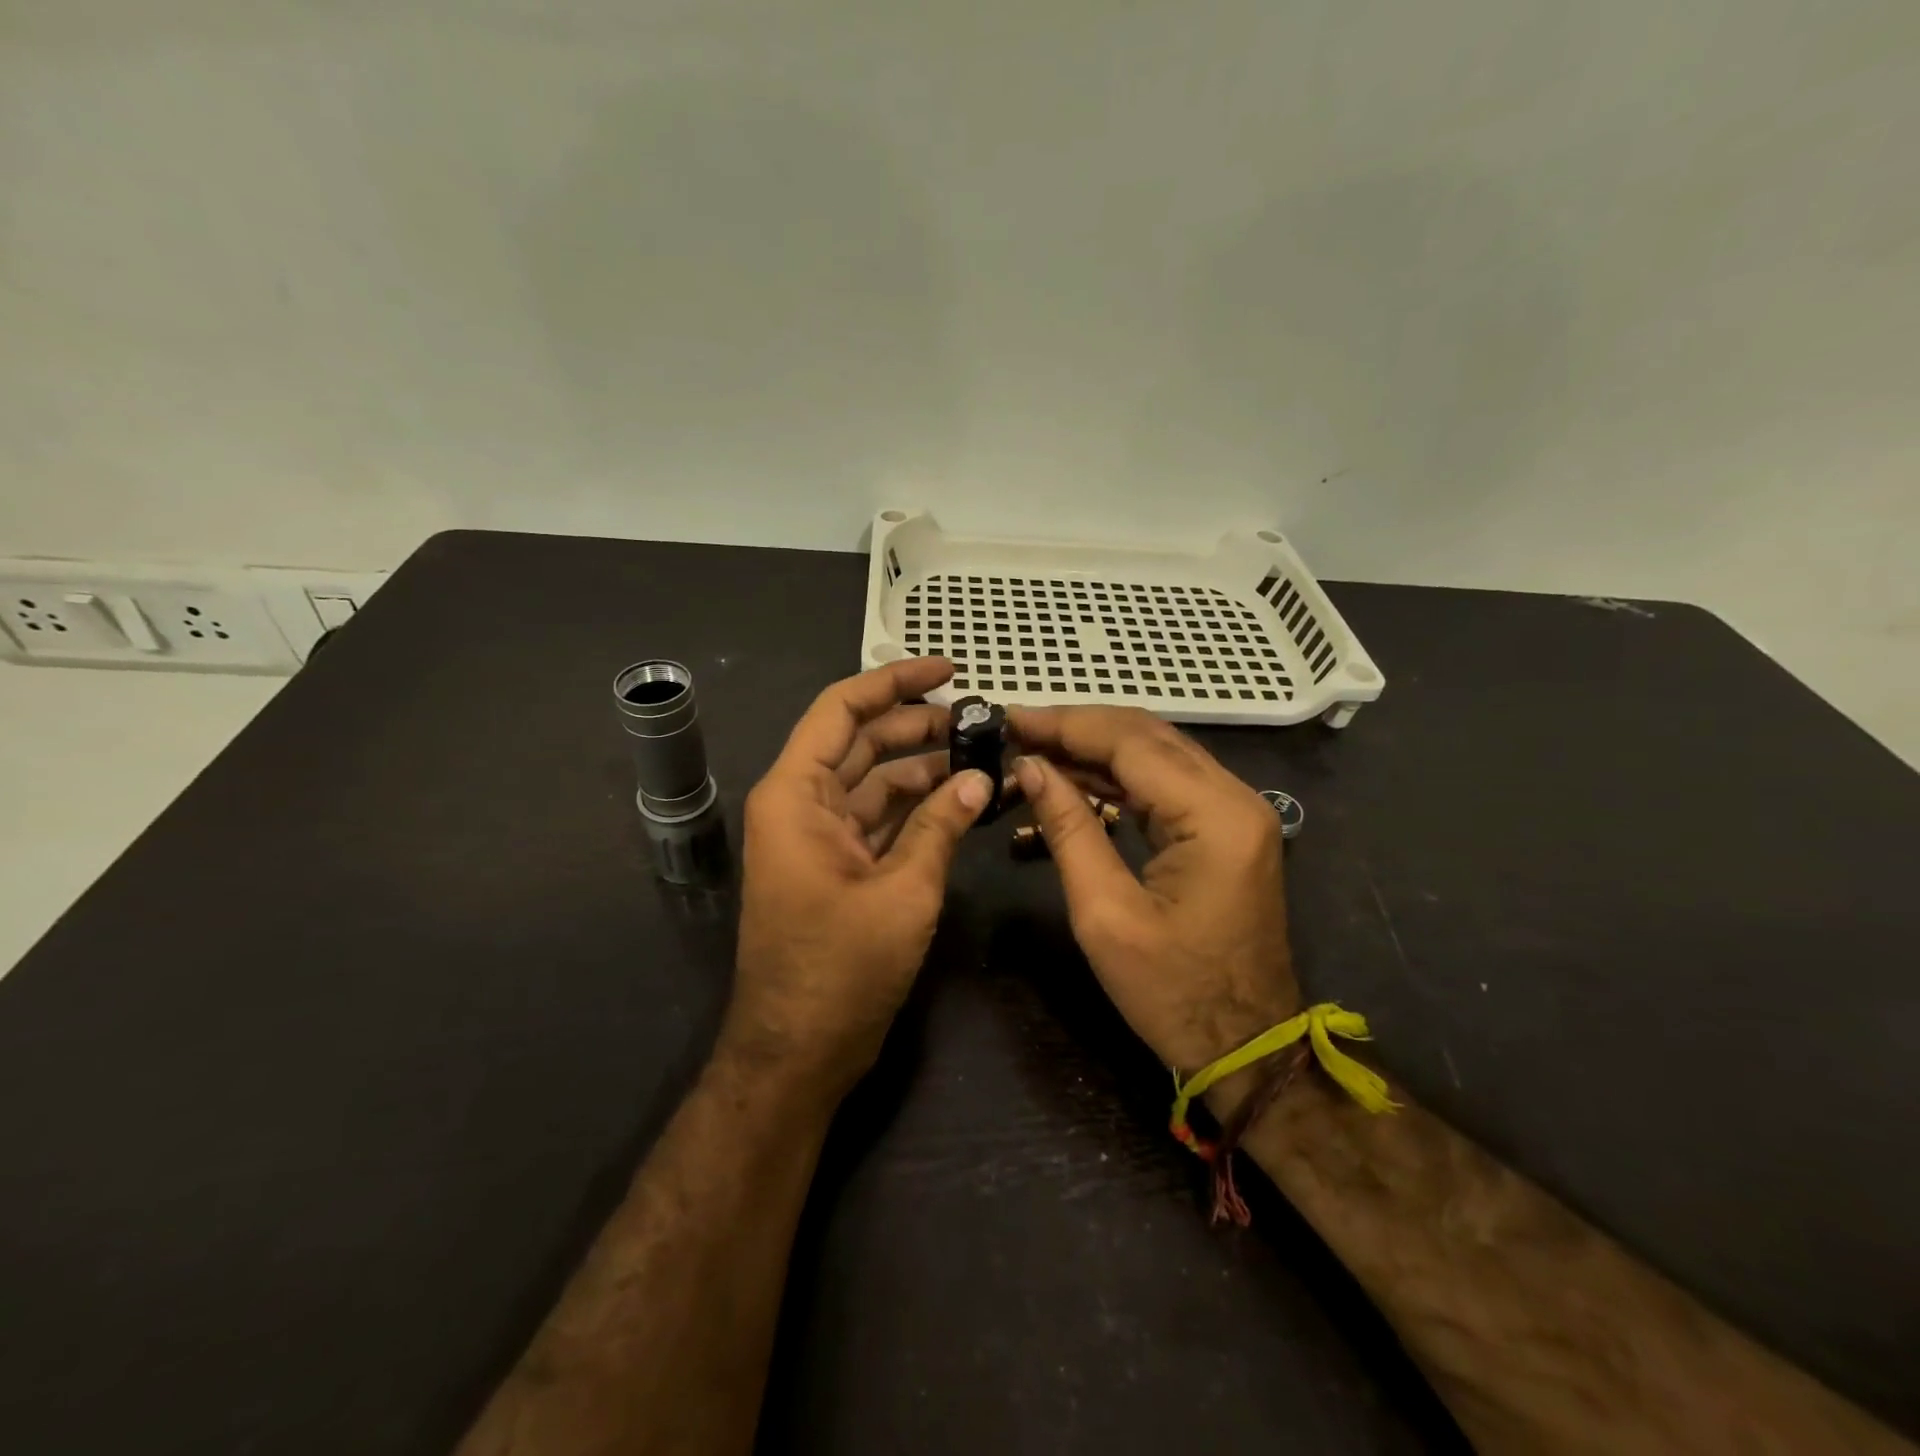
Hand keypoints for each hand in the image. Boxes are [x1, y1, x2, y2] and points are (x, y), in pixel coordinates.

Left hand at [729, 658, 990, 1096]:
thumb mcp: (902, 891)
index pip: (842, 709)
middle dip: (920, 726)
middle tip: (982, 720)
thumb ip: (941, 826)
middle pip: (864, 742)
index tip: (948, 671)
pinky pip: (882, 820)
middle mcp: (803, 805)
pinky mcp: (841, 867)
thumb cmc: (839, 970)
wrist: (798, 1054)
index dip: (894, 682)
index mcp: (797, 794)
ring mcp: (821, 838)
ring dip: (926, 769)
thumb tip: (980, 778)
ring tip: (984, 757)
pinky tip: (964, 801)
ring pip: (877, 782)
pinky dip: (920, 809)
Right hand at [1009, 706, 1298, 1071]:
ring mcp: (1234, 811)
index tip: (1009, 719)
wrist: (1246, 1048)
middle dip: (1077, 728)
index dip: (1065, 725)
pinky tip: (1072, 778)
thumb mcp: (1105, 914)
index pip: (1130, 742)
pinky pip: (1165, 784)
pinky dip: (1116, 777)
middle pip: (1146, 736)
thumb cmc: (1173, 993)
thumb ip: (1069, 828)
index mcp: (1214, 815)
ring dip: (1094, 749)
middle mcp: (1234, 797)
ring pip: (1155, 754)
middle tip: (1016, 731)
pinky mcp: (1224, 828)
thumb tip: (1030, 767)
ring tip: (1032, 750)